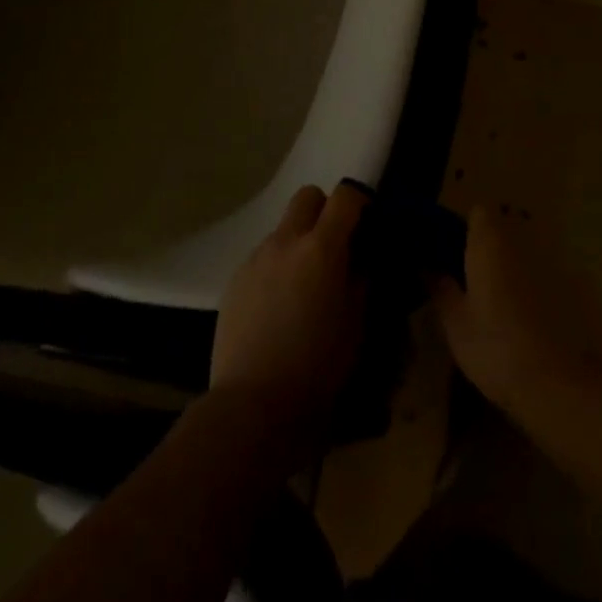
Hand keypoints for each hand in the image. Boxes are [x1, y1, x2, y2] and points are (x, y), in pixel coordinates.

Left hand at [211, 182, 368, 450]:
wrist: (253, 405)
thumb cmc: (317, 366)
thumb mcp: (357, 322)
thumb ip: (361, 277)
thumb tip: (360, 256)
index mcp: (322, 247)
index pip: (345, 196)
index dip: (359, 202)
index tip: (366, 223)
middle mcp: (286, 241)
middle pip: (307, 196)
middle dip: (324, 211)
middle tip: (334, 246)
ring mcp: (256, 258)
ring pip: (283, 228)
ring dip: (298, 242)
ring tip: (304, 285)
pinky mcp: (235, 280)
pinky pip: (263, 257)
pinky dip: (277, 267)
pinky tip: (278, 306)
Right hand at [433, 204, 589, 413]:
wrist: (552, 381)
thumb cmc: (494, 345)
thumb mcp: (455, 321)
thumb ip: (440, 288)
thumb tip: (426, 266)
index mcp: (489, 242)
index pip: (478, 212)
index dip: (462, 226)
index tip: (447, 249)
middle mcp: (518, 243)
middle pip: (498, 231)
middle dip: (480, 247)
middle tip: (461, 277)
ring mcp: (543, 264)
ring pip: (516, 253)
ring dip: (501, 267)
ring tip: (484, 300)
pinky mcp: (561, 289)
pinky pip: (532, 274)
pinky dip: (520, 285)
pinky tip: (511, 316)